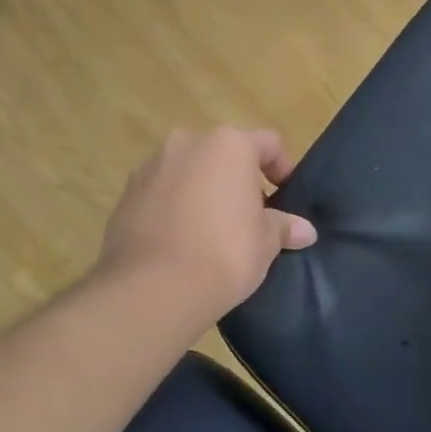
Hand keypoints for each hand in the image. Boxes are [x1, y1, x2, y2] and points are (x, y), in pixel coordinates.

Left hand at [99, 127, 317, 321]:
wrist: (154, 288)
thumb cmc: (225, 252)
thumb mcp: (266, 242)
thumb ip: (283, 227)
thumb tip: (305, 230)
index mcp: (228, 145)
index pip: (268, 143)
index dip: (282, 168)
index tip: (285, 197)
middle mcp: (187, 143)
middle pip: (223, 154)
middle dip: (238, 180)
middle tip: (250, 216)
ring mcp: (150, 167)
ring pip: (189, 171)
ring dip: (203, 191)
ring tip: (213, 231)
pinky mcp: (125, 195)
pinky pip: (161, 193)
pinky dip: (174, 208)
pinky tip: (182, 242)